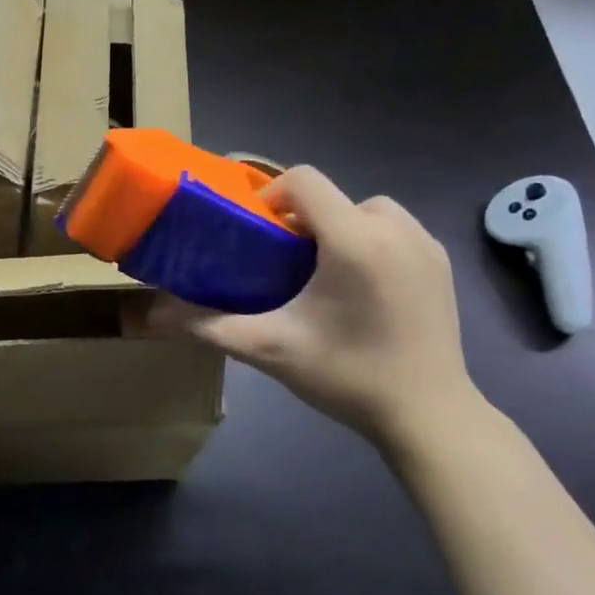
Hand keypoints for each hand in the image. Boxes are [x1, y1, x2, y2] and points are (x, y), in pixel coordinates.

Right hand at [154, 168, 481, 451]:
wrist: (428, 415)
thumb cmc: (346, 376)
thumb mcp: (269, 349)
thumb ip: (208, 326)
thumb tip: (153, 314)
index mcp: (353, 240)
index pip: (304, 180)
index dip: (272, 195)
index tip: (258, 235)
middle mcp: (394, 228)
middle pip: (333, 196)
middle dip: (303, 219)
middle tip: (283, 264)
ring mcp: (424, 244)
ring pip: (367, 210)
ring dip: (338, 227)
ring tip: (322, 274)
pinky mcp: (441, 262)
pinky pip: (395, 230)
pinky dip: (371, 241)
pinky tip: (360, 287)